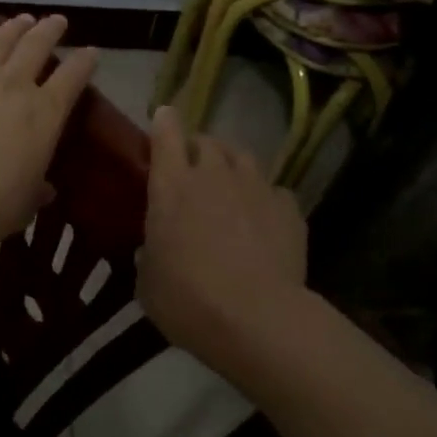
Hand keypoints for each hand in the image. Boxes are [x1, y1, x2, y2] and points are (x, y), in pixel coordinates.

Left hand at [0, 14, 98, 251]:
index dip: (85, 61)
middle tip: (57, 20)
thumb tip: (46, 190)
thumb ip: (37, 190)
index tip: (91, 52)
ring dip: (12, 28)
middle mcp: (14, 87)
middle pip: (37, 46)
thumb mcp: (26, 204)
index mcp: (45, 114)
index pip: (73, 77)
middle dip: (50, 30)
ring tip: (21, 19)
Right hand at [138, 106, 307, 365]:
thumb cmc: (188, 301)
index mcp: (172, 186)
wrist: (257, 319)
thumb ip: (151, 255)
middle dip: (199, 149)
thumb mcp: (149, 284)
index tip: (164, 117)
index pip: (166, 134)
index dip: (164, 122)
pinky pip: (274, 191)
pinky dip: (266, 199)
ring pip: (242, 157)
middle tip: (195, 170)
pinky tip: (265, 221)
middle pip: (207, 141)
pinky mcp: (288, 207)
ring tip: (232, 187)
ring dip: (232, 166)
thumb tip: (154, 250)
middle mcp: (213, 174)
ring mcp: (255, 187)